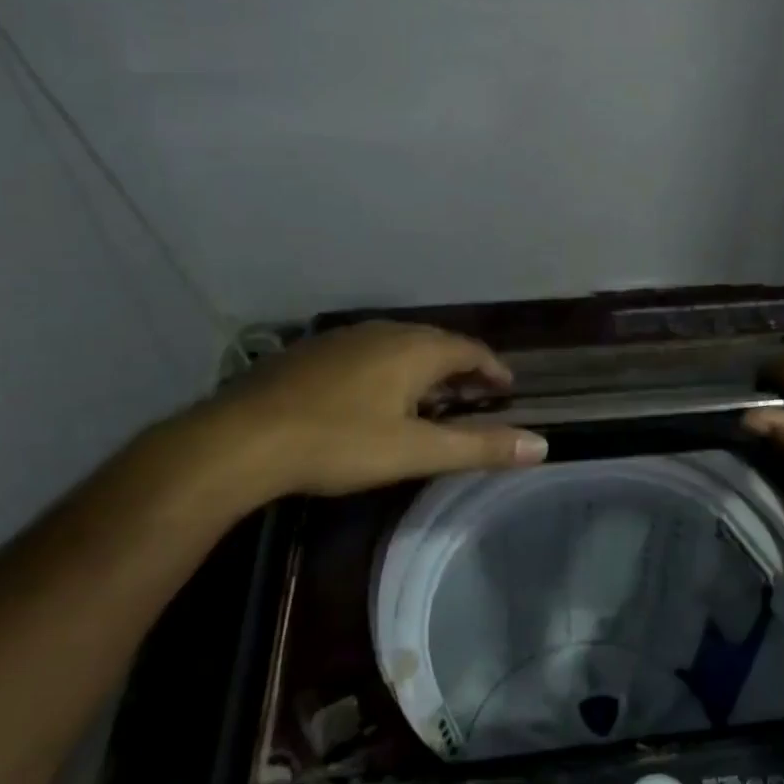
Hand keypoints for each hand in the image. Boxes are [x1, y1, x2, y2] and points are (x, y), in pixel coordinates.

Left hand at [176, 321, 547, 505]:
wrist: (241, 440)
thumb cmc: (339, 443)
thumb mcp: (416, 451)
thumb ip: (480, 447)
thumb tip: (542, 445)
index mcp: (414, 349)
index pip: (470, 350)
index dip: (493, 369)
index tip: (508, 388)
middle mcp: (384, 332)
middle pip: (437, 344)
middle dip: (461, 368)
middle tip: (476, 396)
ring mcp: (344, 339)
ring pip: (400, 347)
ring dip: (425, 369)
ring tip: (433, 398)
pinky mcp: (312, 353)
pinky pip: (369, 354)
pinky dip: (390, 370)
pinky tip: (377, 398)